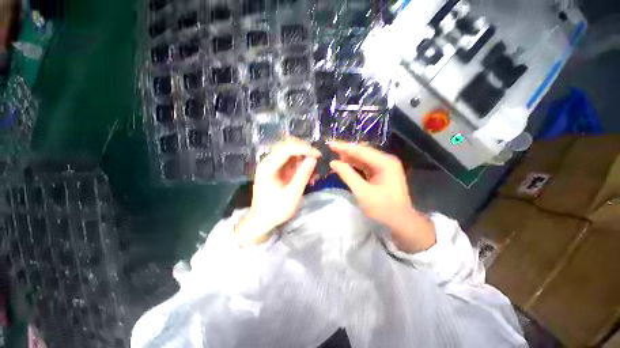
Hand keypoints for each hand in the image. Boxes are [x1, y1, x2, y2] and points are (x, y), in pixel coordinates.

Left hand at [234, 138, 319, 245]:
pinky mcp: (278, 169)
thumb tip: (313, 158)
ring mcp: (273, 164)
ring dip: (305, 157)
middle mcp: (269, 161)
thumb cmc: (275, 210)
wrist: (262, 220)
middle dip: (305, 150)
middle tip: (318, 159)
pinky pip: (292, 161)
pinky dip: (302, 165)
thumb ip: (303, 176)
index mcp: (268, 167)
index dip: (304, 149)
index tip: (319, 155)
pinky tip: (310, 175)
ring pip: (292, 151)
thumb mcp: (292, 195)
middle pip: (288, 145)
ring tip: (315, 169)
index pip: (287, 149)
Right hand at [328, 142, 434, 252]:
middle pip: (362, 152)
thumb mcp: (363, 192)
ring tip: (333, 155)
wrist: (400, 221)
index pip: (361, 151)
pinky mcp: (380, 172)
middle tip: (330, 149)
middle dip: (346, 151)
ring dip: (348, 157)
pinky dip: (353, 165)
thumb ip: (348, 175)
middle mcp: (385, 160)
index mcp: (385, 162)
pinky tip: (344, 164)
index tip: (330, 144)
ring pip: (362, 158)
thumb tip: (333, 163)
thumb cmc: (383, 208)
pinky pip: (364, 165)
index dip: (344, 147)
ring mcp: (384, 166)